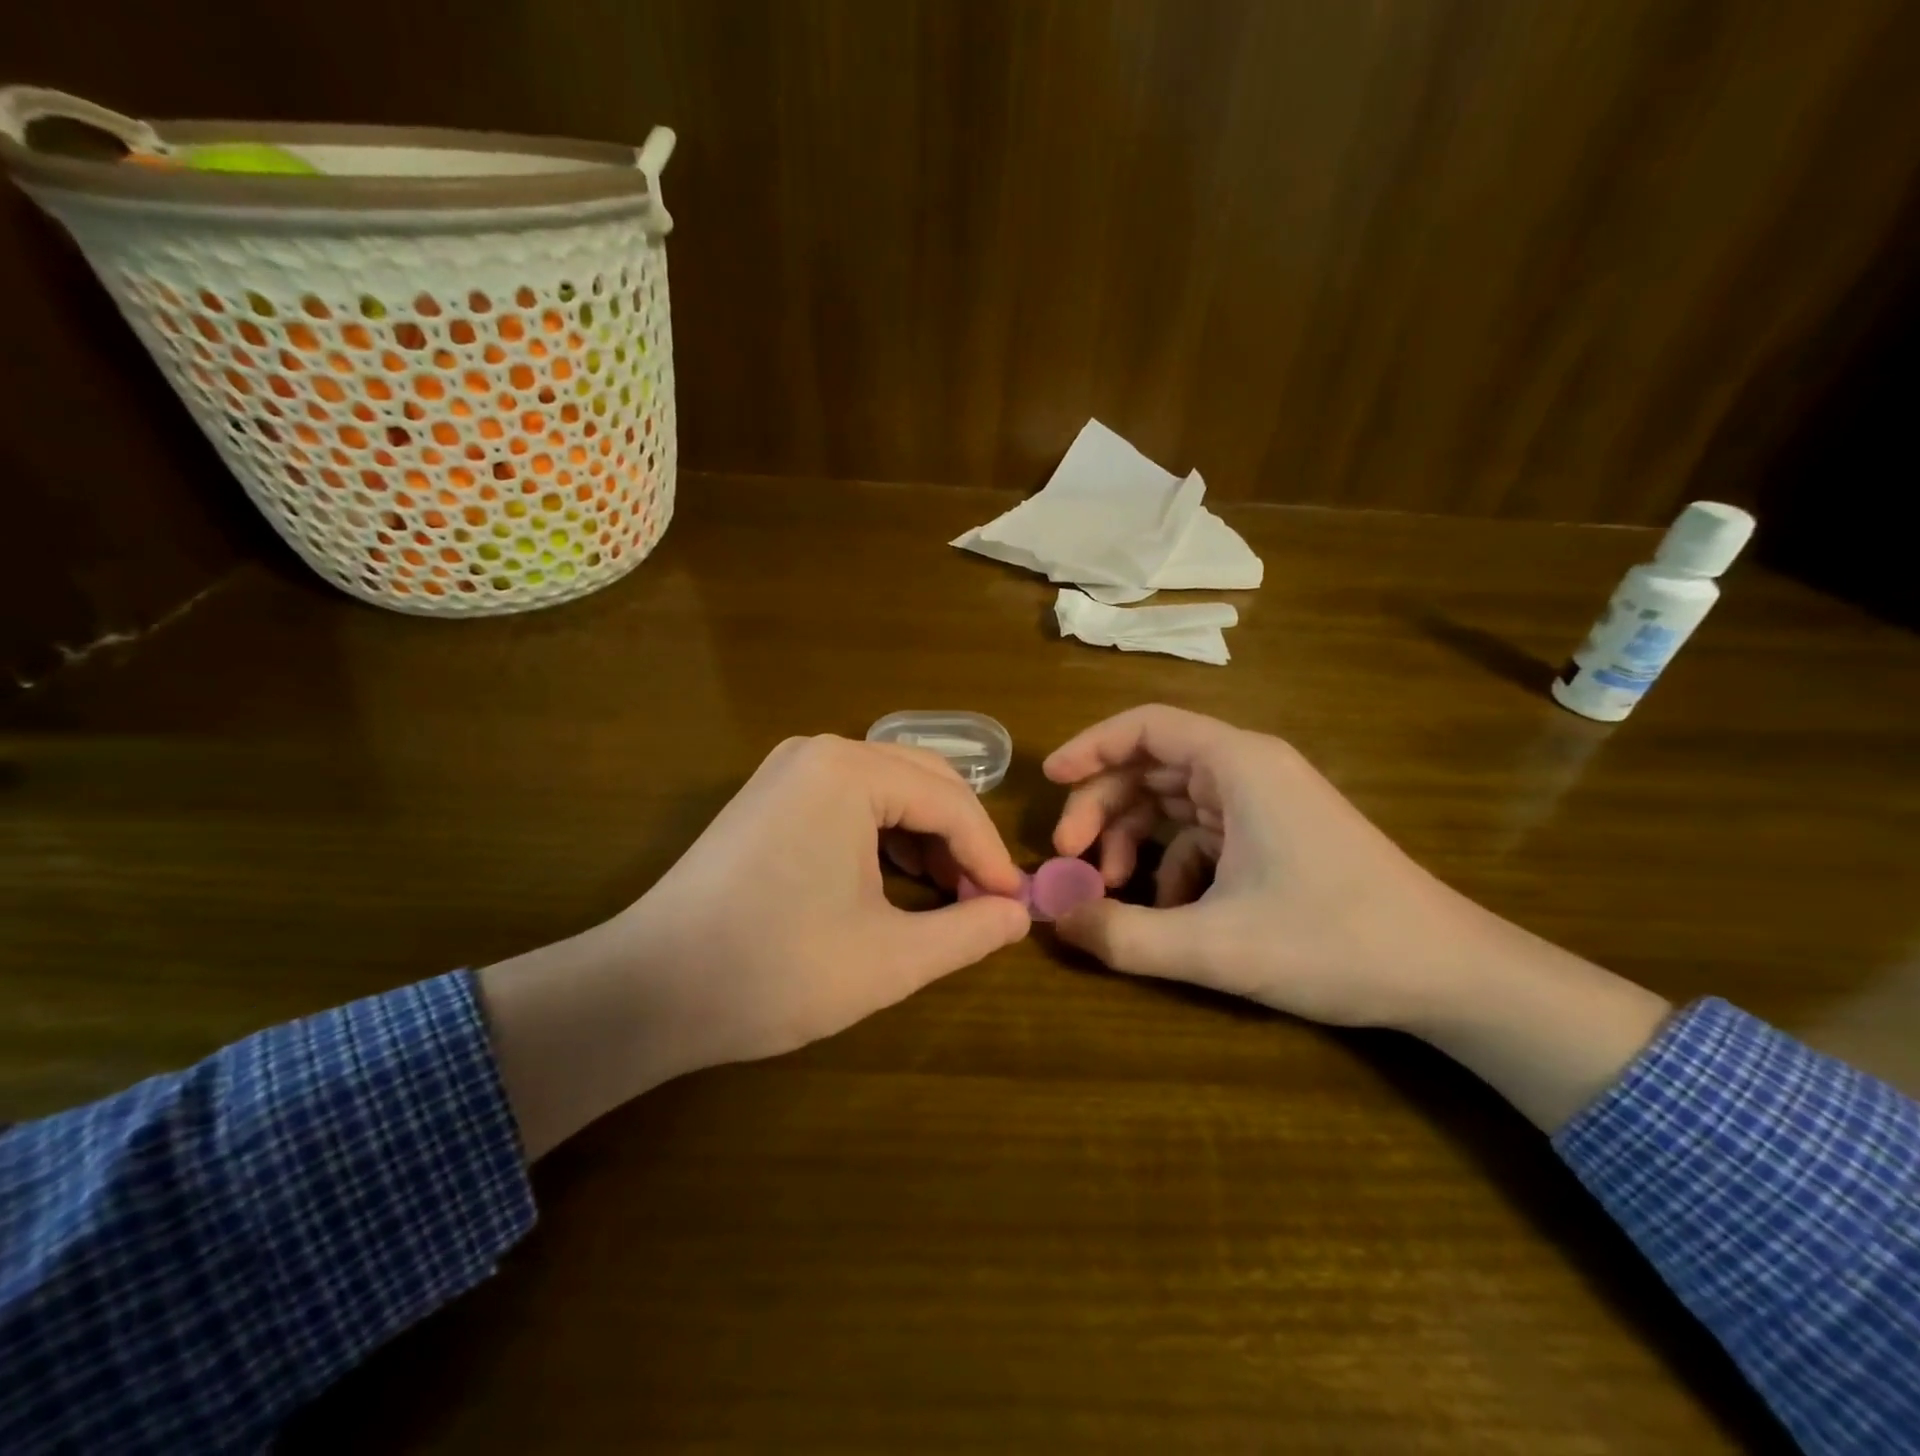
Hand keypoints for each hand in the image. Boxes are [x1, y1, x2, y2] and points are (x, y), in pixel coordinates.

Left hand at [480, 736, 1029, 1156]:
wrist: (647, 990)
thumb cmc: (775, 970)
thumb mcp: (889, 959)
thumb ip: (968, 932)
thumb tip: (1018, 915)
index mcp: (851, 772)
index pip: (951, 802)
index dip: (990, 857)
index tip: (1014, 906)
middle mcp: (820, 752)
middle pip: (923, 781)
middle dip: (961, 840)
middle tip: (984, 900)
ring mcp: (787, 770)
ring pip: (888, 789)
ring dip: (925, 837)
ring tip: (945, 896)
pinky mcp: (768, 796)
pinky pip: (849, 800)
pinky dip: (884, 835)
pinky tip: (893, 881)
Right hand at [1045, 704, 1492, 1029]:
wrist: (1449, 974)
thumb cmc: (1335, 942)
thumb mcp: (1216, 946)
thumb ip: (1124, 934)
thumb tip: (1052, 918)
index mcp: (1238, 765)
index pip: (1146, 727)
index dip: (1090, 747)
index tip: (1049, 782)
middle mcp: (1249, 770)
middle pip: (1151, 766)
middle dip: (1101, 807)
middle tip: (1068, 858)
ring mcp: (1264, 803)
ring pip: (1172, 801)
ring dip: (1132, 838)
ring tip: (1110, 888)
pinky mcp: (1273, 836)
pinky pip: (1201, 834)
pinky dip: (1170, 863)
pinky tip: (1169, 910)